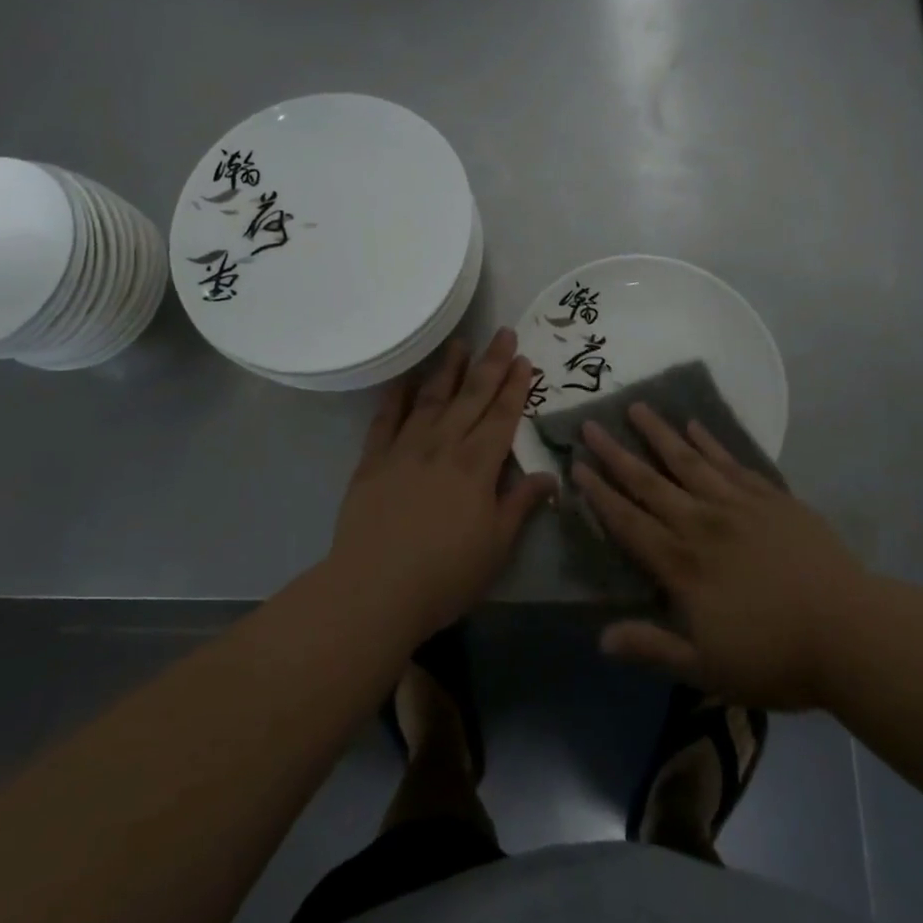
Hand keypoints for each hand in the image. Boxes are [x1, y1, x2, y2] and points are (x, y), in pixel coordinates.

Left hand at [330, 329, 556, 646]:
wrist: (373, 589)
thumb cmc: (444, 575)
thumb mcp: (496, 547)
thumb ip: (520, 504)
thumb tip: (550, 476)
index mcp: (476, 466)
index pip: (501, 416)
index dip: (515, 387)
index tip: (524, 359)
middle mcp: (443, 446)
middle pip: (471, 397)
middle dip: (490, 364)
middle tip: (502, 333)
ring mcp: (405, 449)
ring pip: (431, 399)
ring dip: (447, 369)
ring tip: (459, 343)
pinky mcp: (372, 461)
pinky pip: (386, 419)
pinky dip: (396, 396)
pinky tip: (404, 379)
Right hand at [575, 406, 864, 709]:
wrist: (850, 632)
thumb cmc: (776, 657)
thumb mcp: (707, 669)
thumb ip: (653, 647)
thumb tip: (602, 638)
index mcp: (681, 565)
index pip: (628, 522)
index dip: (600, 495)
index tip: (577, 466)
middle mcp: (701, 524)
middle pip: (650, 482)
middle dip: (616, 454)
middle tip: (591, 425)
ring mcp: (738, 505)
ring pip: (688, 461)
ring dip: (660, 434)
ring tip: (637, 407)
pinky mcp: (771, 498)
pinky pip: (732, 462)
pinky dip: (711, 442)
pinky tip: (696, 426)